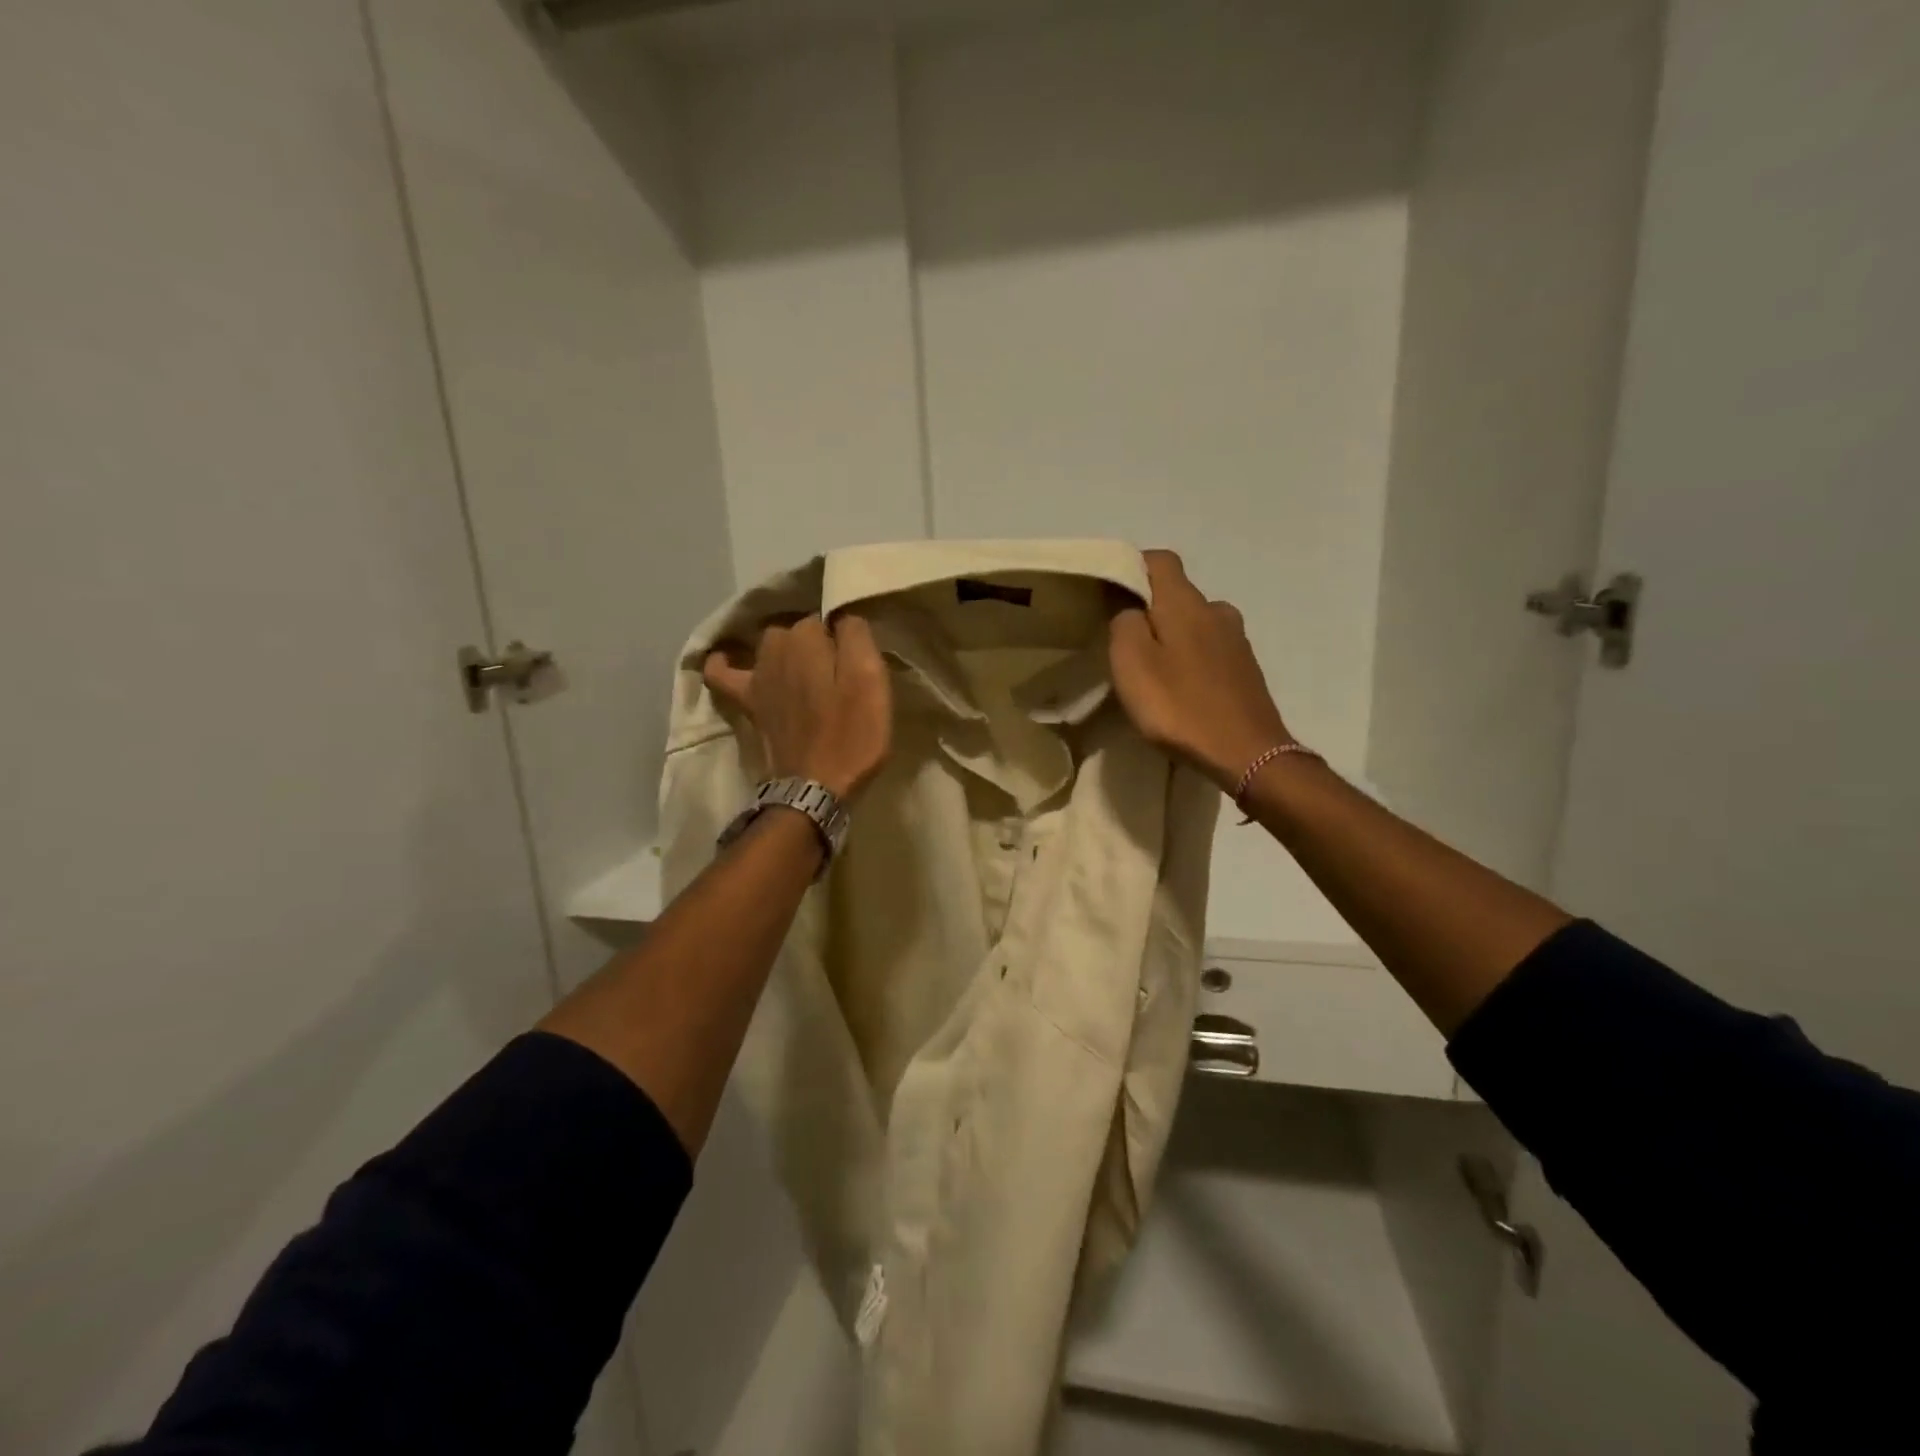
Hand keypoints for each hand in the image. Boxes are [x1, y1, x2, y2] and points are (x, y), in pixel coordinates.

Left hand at [703, 614, 892, 801]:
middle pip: (800, 629)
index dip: (845, 637)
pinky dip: (724, 662)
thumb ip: (857, 635)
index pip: (829, 617)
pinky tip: (728, 658)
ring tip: (809, 669)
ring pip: (772, 644)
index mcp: (808, 637)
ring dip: (788, 650)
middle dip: (818, 641)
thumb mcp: (871, 678)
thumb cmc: (853, 733)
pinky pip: (722, 673)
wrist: (817, 786)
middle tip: (840, 670)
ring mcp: (756, 674)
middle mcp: (776, 646)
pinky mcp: (747, 701)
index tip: (858, 659)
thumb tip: (842, 616)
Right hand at [1109, 550, 1294, 789]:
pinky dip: (1189, 659)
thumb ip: (1124, 622)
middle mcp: (1216, 610)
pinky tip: (1179, 689)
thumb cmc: (1180, 706)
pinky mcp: (1245, 669)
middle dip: (1149, 609)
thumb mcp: (1132, 662)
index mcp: (1186, 603)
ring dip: (1171, 637)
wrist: (1247, 754)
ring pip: (1194, 623)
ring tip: (1151, 670)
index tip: (1109, 593)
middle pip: (1176, 594)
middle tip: (1122, 642)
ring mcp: (1236, 640)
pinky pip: (1209, 650)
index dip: (1132, 568)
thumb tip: (1129, 607)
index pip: (1160, 560)